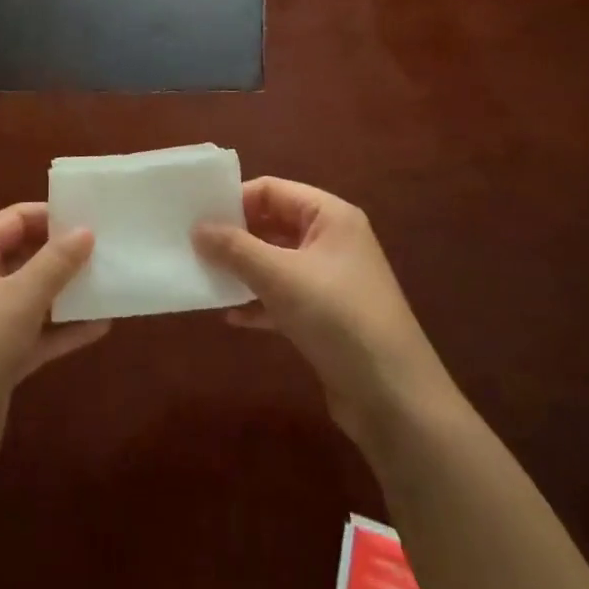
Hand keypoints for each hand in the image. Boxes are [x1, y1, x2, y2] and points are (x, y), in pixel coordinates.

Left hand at [0, 204, 108, 475]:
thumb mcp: (19, 298)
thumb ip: (56, 262)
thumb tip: (86, 229)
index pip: (14, 219)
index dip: (52, 215)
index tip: (94, 216)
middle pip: (24, 254)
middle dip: (64, 254)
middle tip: (109, 247)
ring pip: (32, 295)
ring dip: (67, 291)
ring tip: (111, 281)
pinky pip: (35, 332)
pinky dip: (63, 328)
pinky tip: (101, 326)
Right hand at [193, 178, 454, 446]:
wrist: (394, 399)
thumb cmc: (338, 318)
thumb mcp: (280, 276)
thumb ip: (235, 248)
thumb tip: (197, 228)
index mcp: (330, 216)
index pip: (273, 190)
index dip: (235, 200)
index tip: (197, 217)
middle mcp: (332, 240)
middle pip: (273, 224)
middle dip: (236, 236)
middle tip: (193, 246)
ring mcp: (331, 280)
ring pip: (276, 262)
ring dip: (243, 270)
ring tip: (205, 277)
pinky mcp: (327, 317)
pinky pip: (284, 297)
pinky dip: (259, 302)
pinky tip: (232, 317)